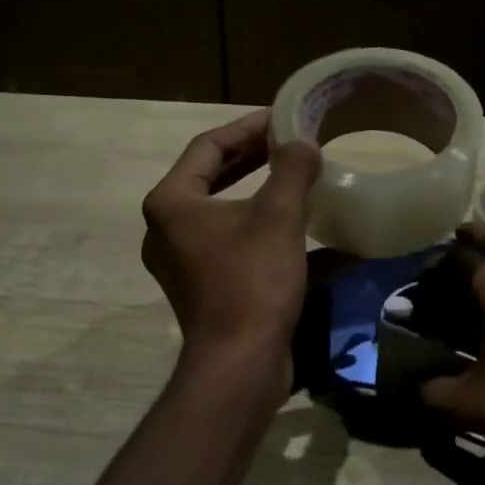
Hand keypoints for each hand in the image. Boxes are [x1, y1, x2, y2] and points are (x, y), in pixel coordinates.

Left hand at [141, 109, 320, 364]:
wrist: (240, 366)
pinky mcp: (207, 286)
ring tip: (301, 178)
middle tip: (292, 143)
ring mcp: (186, 260)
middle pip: (214, 177)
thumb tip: (303, 143)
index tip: (283, 118)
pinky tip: (315, 236)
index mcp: (172, 203)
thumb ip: (291, 169)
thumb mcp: (278, 217)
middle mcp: (169, 228)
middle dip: (255, 158)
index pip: (208, 146)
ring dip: (265, 195)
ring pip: (228, 212)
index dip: (248, 127)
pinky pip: (238, 245)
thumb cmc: (252, 282)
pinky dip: (270, 235)